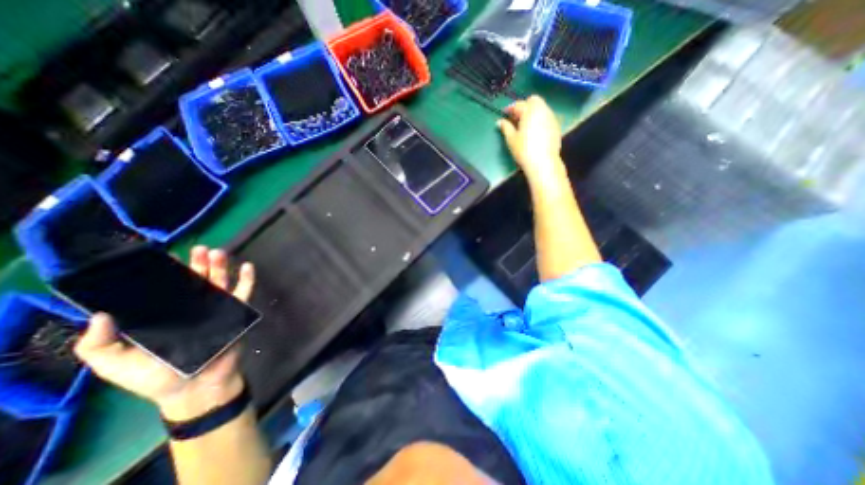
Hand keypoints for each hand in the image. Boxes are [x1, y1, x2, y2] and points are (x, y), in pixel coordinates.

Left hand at [74, 247, 252, 419]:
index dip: (166, 273)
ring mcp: (217, 309)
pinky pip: (244, 293)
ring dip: (220, 267)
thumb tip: (101, 313)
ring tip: (217, 253)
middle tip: (199, 249)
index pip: (166, 290)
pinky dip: (247, 279)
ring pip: (220, 283)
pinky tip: (247, 266)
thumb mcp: (117, 365)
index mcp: (167, 315)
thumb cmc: (157, 377)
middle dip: (198, 264)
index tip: (165, 258)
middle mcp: (193, 308)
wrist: (197, 387)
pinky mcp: (237, 313)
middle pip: (196, 281)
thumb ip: (100, 344)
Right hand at [497, 94, 563, 176]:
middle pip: (534, 101)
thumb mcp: (511, 139)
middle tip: (516, 118)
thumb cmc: (524, 150)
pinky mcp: (556, 127)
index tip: (505, 114)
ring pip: (542, 108)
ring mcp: (551, 118)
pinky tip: (534, 131)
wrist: (543, 162)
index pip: (519, 105)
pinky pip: (547, 117)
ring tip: (525, 125)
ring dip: (533, 112)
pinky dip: (540, 119)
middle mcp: (543, 110)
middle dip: (524, 106)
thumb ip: (506, 127)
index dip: (510, 109)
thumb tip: (500, 121)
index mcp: (530, 111)